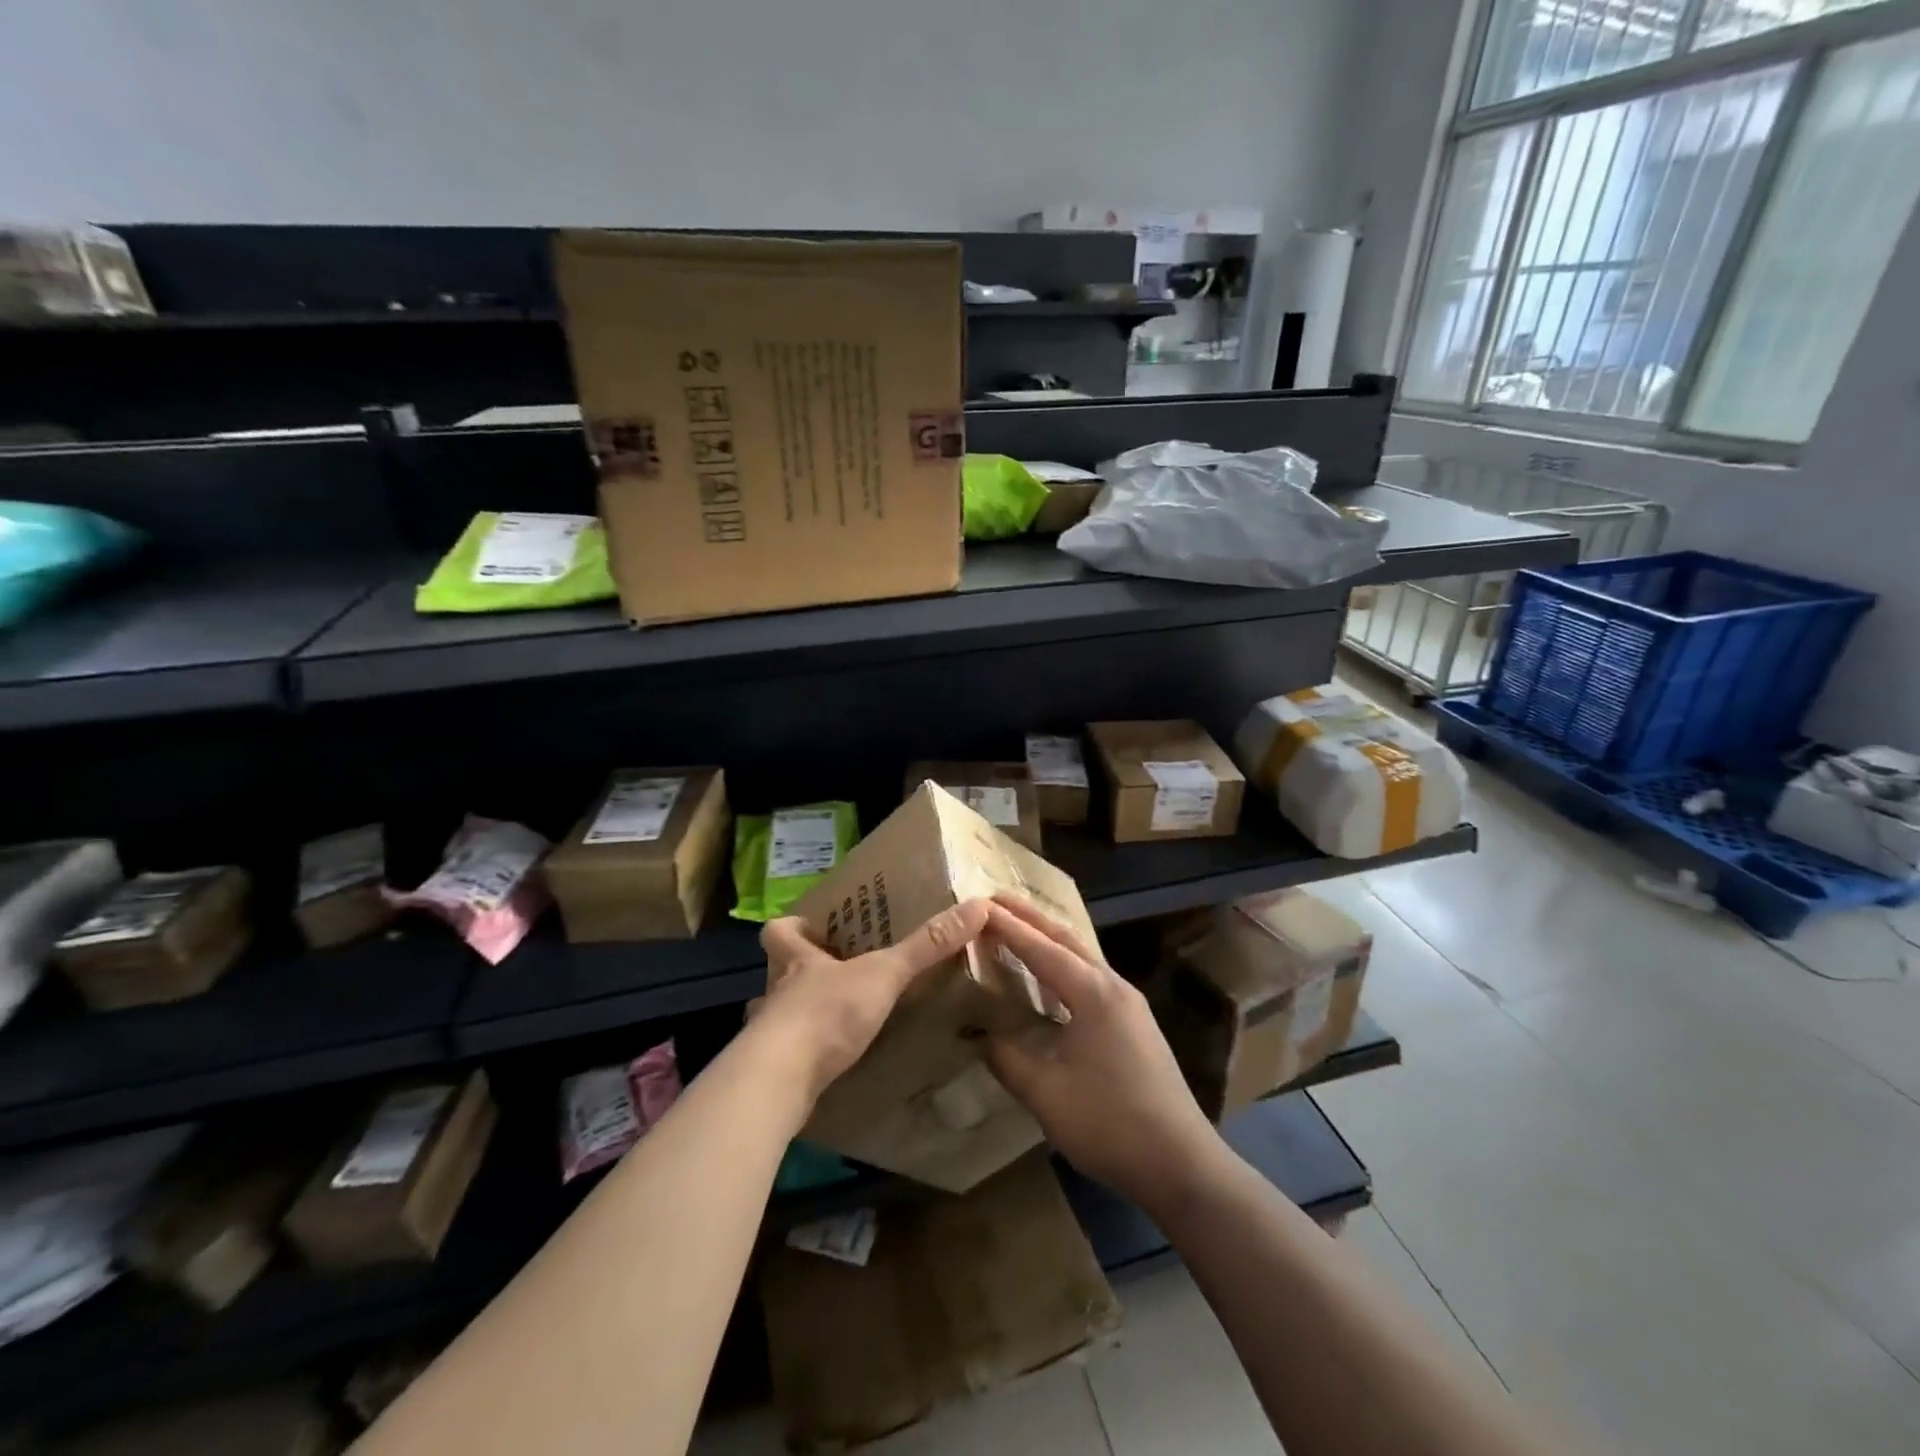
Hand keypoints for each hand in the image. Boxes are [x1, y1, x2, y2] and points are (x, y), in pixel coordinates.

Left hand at [753, 899, 990, 1103]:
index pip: (778, 931)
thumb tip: (977, 906)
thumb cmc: (827, 1013)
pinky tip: (827, 1064)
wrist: (781, 1081)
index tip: (811, 927)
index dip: (792, 927)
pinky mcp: (772, 1071)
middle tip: (834, 974)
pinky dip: (805, 1055)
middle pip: (776, 973)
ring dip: (800, 1015)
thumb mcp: (883, 974)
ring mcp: (770, 1034)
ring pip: (778, 1015)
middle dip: (800, 973)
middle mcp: (776, 992)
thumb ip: (927, 946)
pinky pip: (786, 1055)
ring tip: (832, 1021)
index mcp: (796, 960)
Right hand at [983, 894, 1221, 1213]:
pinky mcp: (1135, 1024)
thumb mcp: (1046, 1094)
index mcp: (1093, 993)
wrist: (1181, 1163)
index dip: (1008, 927)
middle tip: (996, 900)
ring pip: (1083, 957)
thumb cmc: (1110, 1123)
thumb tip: (980, 1037)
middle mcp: (1114, 986)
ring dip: (1049, 940)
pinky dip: (1064, 965)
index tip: (978, 905)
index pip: (1041, 949)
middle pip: (1067, 940)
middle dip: (1031, 918)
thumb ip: (1008, 1059)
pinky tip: (1052, 979)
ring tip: (1018, 928)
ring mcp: (1129, 1005)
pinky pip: (1092, 977)